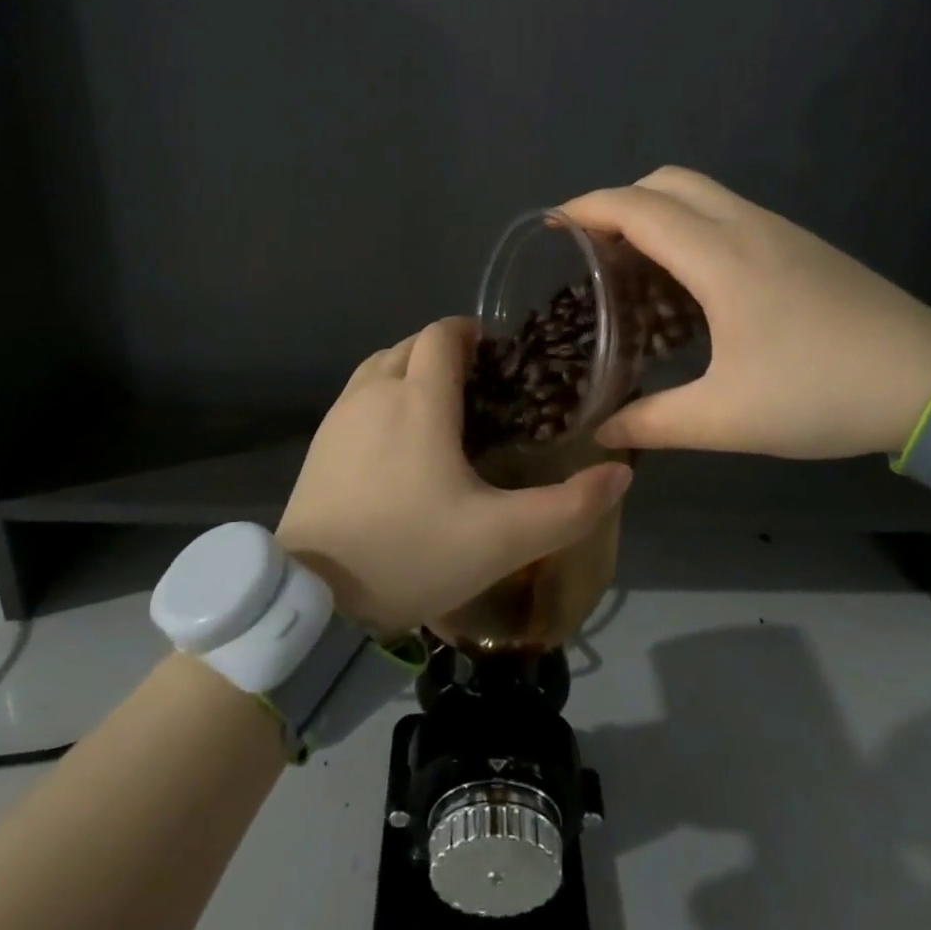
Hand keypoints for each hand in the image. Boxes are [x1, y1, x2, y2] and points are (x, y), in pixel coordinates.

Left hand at [275, 317, 632, 635]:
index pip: (442, 334)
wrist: (311, 595)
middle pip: (412, 344)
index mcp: (418, 399)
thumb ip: (568, 507)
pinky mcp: (319, 441)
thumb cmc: (410, 554)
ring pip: (381, 365)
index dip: (472, 333)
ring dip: (412, 370)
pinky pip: (359, 394)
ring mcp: (340, 414)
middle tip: (479, 391)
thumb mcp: (502, 540)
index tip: (499, 359)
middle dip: (446, 352)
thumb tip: (619, 472)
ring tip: (441, 410)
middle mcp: (375, 391)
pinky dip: (384, 395)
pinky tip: (398, 440)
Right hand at [562, 167, 930, 459]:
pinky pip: (727, 212)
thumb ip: (654, 422)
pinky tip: (690, 280)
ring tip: (634, 264)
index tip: (552, 226)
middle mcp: (746, 227)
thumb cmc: (823, 393)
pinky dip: (690, 224)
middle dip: (620, 201)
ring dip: (657, 211)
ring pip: (700, 192)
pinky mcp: (800, 244)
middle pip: (667, 181)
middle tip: (594, 248)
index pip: (637, 208)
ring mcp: (778, 230)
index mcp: (720, 257)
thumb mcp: (728, 418)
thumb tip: (601, 432)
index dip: (587, 208)